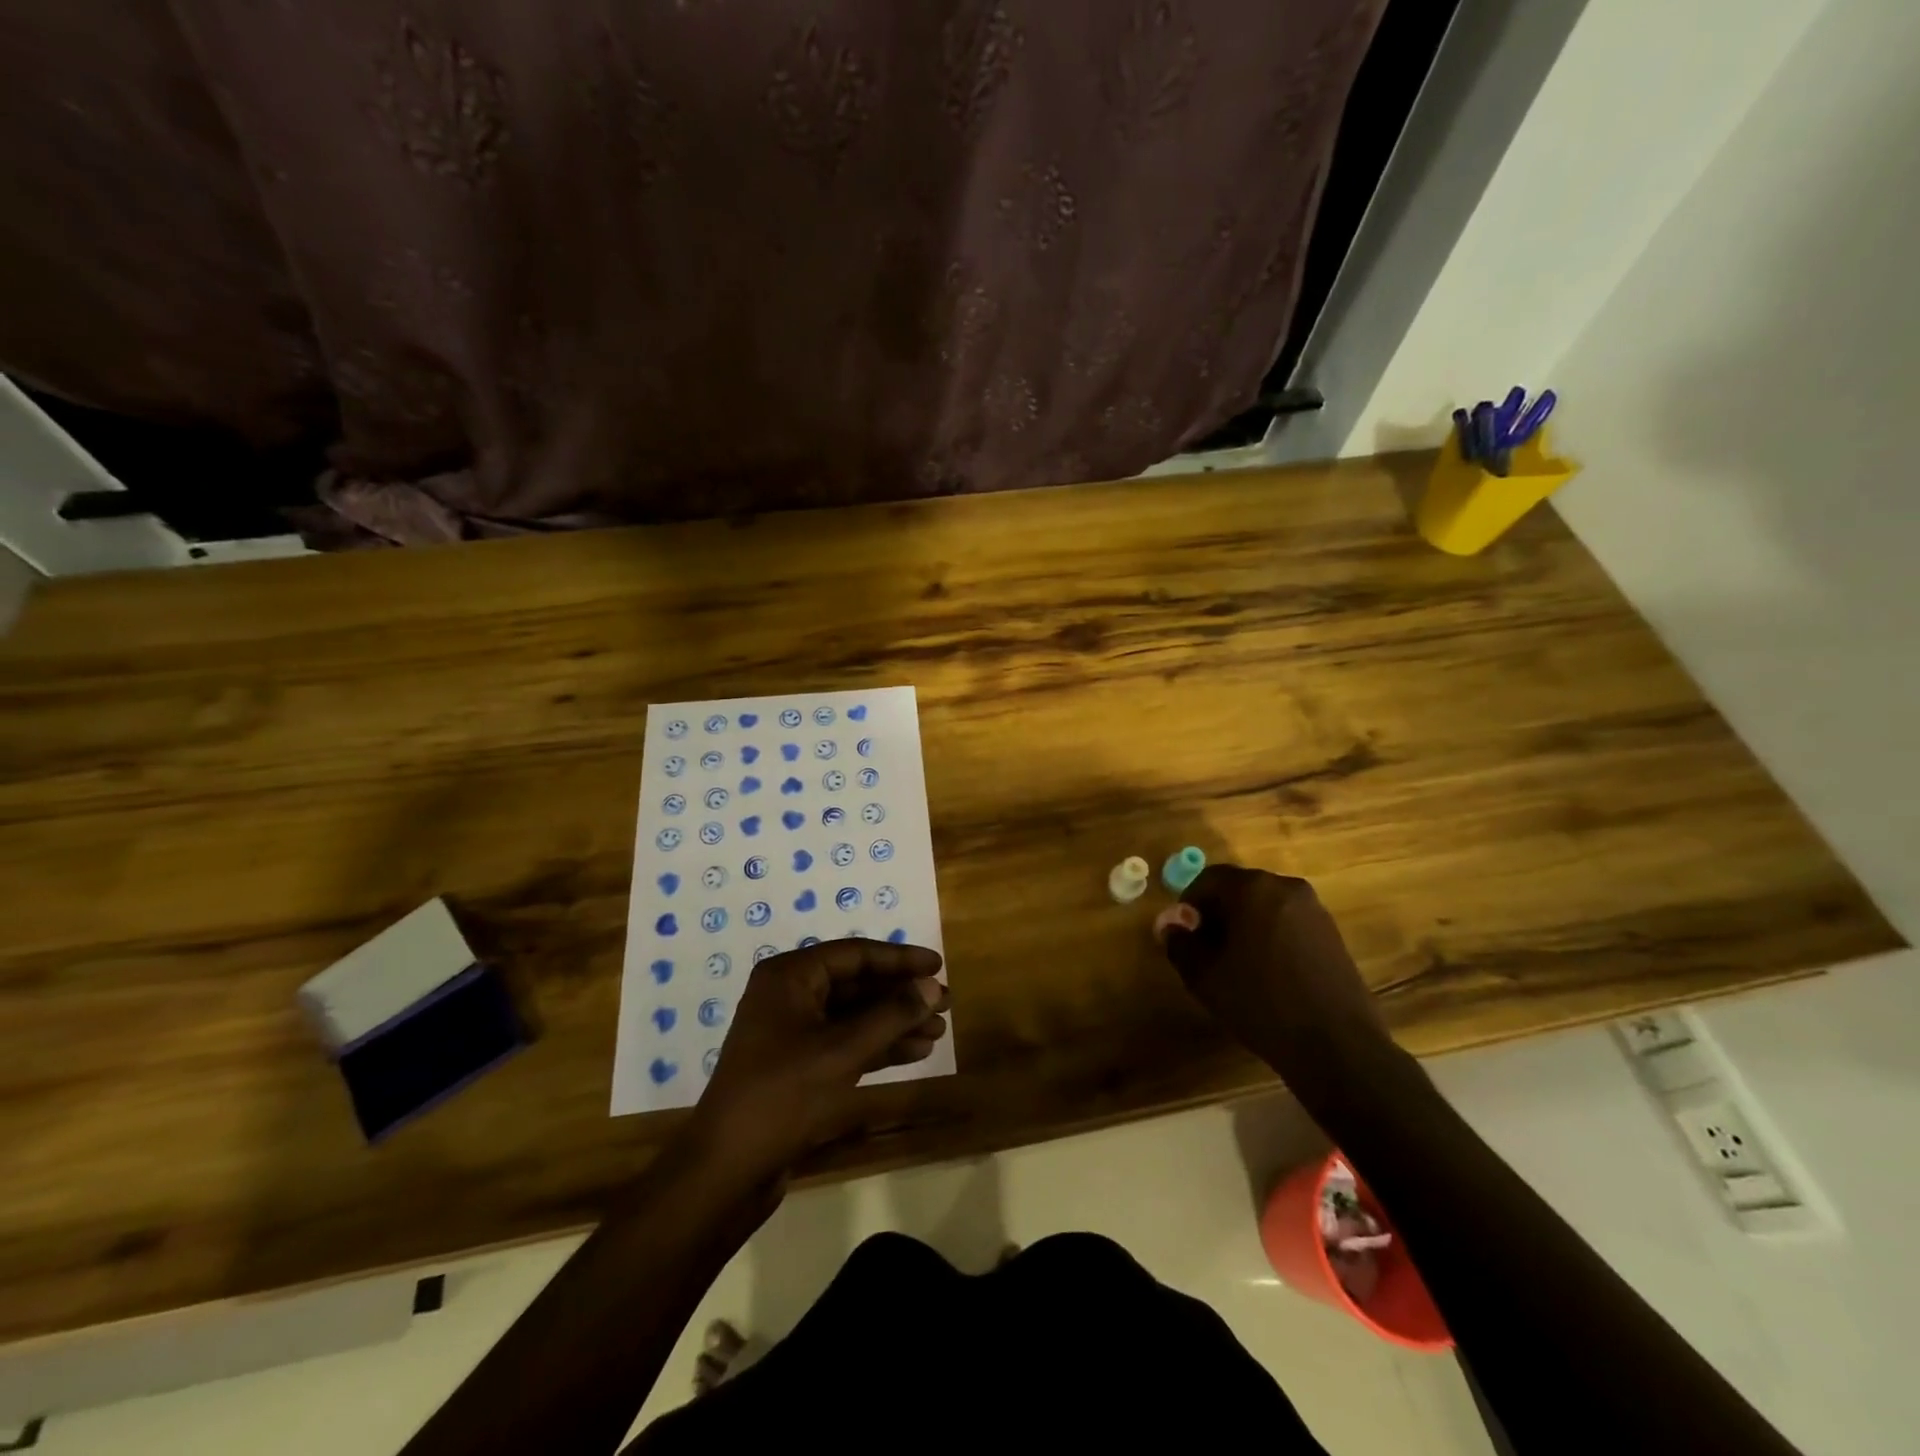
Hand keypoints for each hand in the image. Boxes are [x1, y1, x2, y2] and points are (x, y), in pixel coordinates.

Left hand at [688, 939, 948, 1186]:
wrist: (726, 1171)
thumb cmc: (783, 1096)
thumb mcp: (842, 1051)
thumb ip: (890, 1015)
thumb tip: (931, 986)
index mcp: (790, 977)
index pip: (854, 954)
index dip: (899, 959)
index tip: (937, 965)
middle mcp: (789, 996)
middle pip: (856, 984)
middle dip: (900, 995)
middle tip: (944, 1003)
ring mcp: (792, 1032)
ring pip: (854, 1016)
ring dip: (894, 1022)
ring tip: (938, 1031)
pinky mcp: (798, 1066)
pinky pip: (845, 1043)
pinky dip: (878, 1046)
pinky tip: (914, 1052)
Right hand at [1155, 865, 1392, 1097]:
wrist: (1337, 1046)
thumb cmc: (1261, 1004)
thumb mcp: (1205, 977)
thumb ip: (1179, 943)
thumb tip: (1169, 925)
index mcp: (1253, 889)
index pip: (1208, 879)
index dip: (1189, 904)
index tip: (1184, 936)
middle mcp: (1286, 887)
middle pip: (1238, 889)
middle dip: (1217, 914)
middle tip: (1206, 951)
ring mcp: (1314, 909)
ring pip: (1264, 906)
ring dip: (1245, 925)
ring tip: (1237, 965)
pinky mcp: (1332, 933)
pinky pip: (1288, 922)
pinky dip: (1270, 936)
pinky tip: (1268, 973)